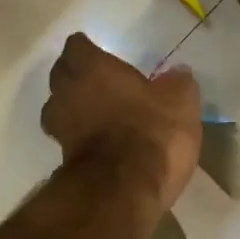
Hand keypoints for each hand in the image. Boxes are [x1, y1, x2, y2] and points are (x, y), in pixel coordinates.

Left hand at [41, 34, 201, 211]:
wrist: (123, 192)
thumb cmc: (151, 131)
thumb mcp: (180, 101)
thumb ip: (177, 83)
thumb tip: (177, 74)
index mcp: (92, 69)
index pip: (76, 46)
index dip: (88, 50)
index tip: (103, 55)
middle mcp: (68, 93)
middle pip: (61, 75)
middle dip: (77, 77)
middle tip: (101, 82)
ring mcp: (61, 130)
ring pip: (59, 108)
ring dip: (74, 109)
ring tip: (98, 114)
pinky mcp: (64, 161)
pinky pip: (70, 139)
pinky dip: (82, 138)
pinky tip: (102, 144)